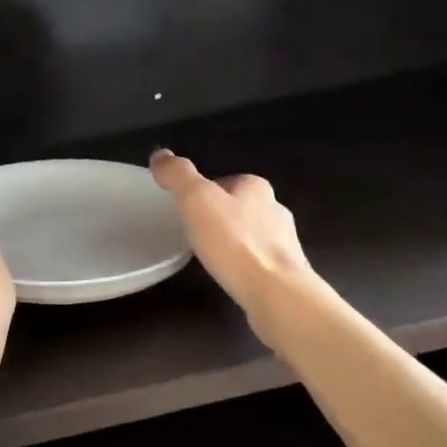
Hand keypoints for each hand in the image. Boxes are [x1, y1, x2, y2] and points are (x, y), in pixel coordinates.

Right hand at [150, 150, 312, 329]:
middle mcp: (275, 209)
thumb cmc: (234, 243)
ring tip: (212, 257)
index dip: (204, 193)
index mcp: (255, 187)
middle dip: (220, 217)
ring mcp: (285, 242)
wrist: (276, 292)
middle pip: (240, 207)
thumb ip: (178, 175)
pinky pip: (259, 261)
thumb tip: (160, 155)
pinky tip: (231, 277)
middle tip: (195, 234)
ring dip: (234, 242)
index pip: (225, 181)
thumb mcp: (196, 201)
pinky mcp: (287, 271)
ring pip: (252, 234)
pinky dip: (245, 265)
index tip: (187, 210)